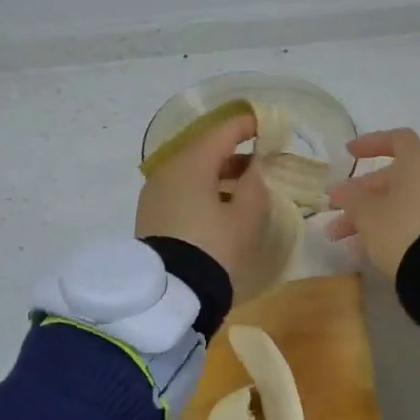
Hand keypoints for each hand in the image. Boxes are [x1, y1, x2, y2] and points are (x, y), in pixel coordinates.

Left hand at [135, 113, 271, 295]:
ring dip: (218, 174)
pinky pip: (181, 190)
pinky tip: (221, 206)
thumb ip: (255, 184)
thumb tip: (255, 168)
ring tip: (245, 186)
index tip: (268, 126)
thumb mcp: (246, 216)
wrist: (171, 293)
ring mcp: (155, 192)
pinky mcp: (150, 215)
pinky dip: (203, 190)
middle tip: (261, 160)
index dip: (248, 126)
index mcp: (192, 162)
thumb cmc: (215, 247)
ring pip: (191, 172)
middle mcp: (168, 170)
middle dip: (234, 152)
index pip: (223, 131)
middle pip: (204, 150)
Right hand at [325, 128, 419, 279]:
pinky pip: (408, 225)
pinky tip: (362, 252)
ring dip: (366, 218)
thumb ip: (351, 198)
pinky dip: (385, 232)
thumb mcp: (367, 213)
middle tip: (333, 209)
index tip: (349, 153)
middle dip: (358, 195)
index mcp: (417, 167)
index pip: (398, 140)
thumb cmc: (401, 229)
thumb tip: (343, 191)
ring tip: (339, 238)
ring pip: (396, 206)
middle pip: (391, 180)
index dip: (372, 143)